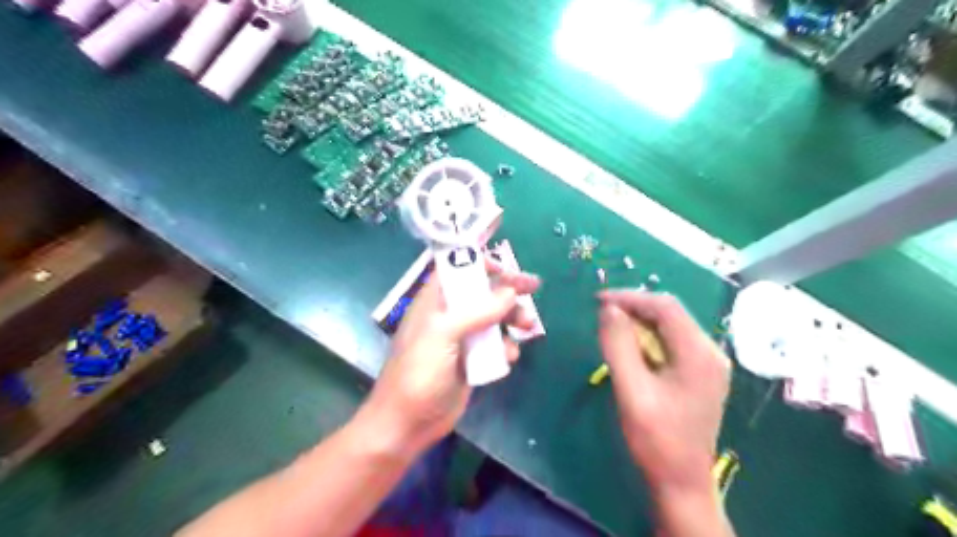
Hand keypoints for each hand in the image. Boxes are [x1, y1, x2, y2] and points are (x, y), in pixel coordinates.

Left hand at [362, 256, 537, 451]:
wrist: (409, 423)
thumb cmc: (419, 373)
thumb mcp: (443, 335)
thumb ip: (477, 312)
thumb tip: (510, 292)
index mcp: (435, 302)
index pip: (457, 269)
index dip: (479, 263)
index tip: (504, 267)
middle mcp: (449, 316)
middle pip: (482, 292)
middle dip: (507, 289)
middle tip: (533, 287)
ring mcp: (462, 339)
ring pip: (493, 318)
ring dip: (513, 318)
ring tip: (528, 325)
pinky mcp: (473, 360)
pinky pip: (496, 345)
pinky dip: (507, 346)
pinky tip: (510, 356)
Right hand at [600, 292, 730, 497]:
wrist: (681, 481)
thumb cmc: (655, 438)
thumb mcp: (631, 390)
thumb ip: (618, 345)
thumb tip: (608, 309)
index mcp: (698, 353)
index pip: (664, 307)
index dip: (630, 297)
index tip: (598, 300)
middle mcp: (709, 352)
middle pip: (670, 313)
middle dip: (634, 307)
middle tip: (601, 312)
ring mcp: (707, 363)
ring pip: (670, 326)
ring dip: (639, 322)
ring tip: (610, 326)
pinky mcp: (699, 373)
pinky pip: (671, 342)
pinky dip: (647, 338)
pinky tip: (629, 346)